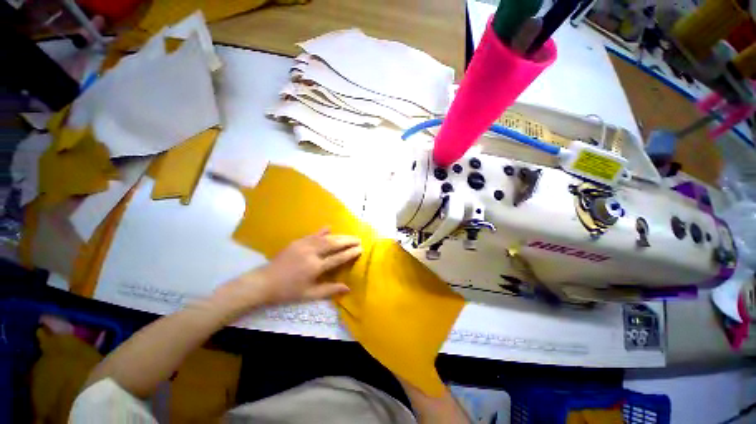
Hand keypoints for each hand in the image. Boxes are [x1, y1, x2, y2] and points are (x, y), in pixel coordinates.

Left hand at [216, 228, 361, 312]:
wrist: (264, 282)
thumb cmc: (288, 291)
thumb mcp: (309, 295)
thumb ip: (330, 290)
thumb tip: (348, 288)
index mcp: (315, 267)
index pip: (337, 258)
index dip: (350, 253)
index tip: (360, 249)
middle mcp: (311, 253)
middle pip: (333, 244)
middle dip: (347, 241)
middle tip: (358, 239)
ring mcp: (303, 245)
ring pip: (325, 238)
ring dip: (339, 235)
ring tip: (350, 235)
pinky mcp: (297, 241)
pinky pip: (313, 234)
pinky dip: (322, 231)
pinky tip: (329, 227)